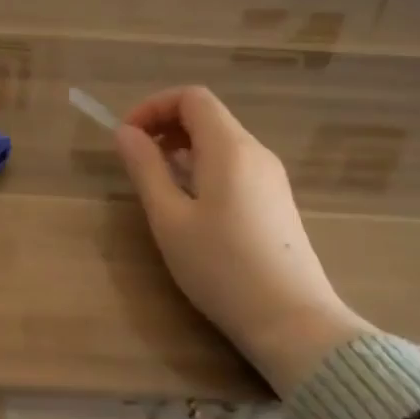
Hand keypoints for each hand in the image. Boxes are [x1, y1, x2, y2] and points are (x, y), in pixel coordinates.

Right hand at [113, 86, 373, 394]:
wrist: (293, 322)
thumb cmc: (222, 268)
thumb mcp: (169, 219)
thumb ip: (146, 169)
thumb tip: (126, 133)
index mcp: (230, 148)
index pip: (192, 97)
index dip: (154, 107)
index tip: (128, 137)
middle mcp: (256, 152)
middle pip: (208, 115)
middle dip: (167, 126)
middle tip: (138, 159)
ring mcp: (271, 177)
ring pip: (222, 141)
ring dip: (184, 148)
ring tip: (160, 185)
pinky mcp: (277, 201)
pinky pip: (235, 164)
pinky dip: (205, 167)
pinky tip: (192, 206)